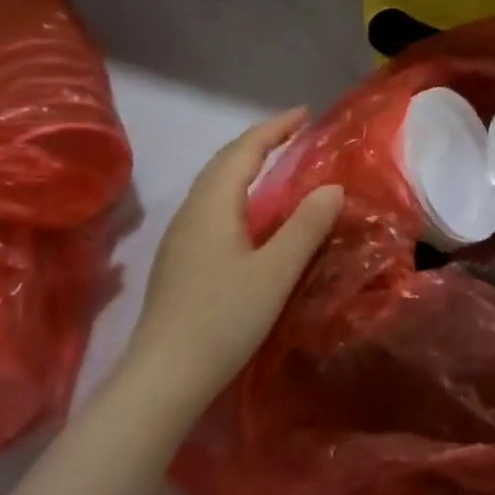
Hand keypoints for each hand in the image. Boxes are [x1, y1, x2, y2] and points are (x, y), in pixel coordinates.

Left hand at [125, 109, 342, 409]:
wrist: (161, 380)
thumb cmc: (222, 320)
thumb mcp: (275, 272)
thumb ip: (306, 226)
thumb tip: (332, 187)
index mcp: (213, 205)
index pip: (245, 149)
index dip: (276, 128)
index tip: (306, 113)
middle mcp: (192, 211)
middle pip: (225, 161)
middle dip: (259, 140)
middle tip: (294, 133)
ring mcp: (180, 236)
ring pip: (214, 184)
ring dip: (245, 165)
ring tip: (276, 163)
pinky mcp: (179, 260)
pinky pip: (211, 205)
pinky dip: (236, 190)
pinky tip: (251, 213)